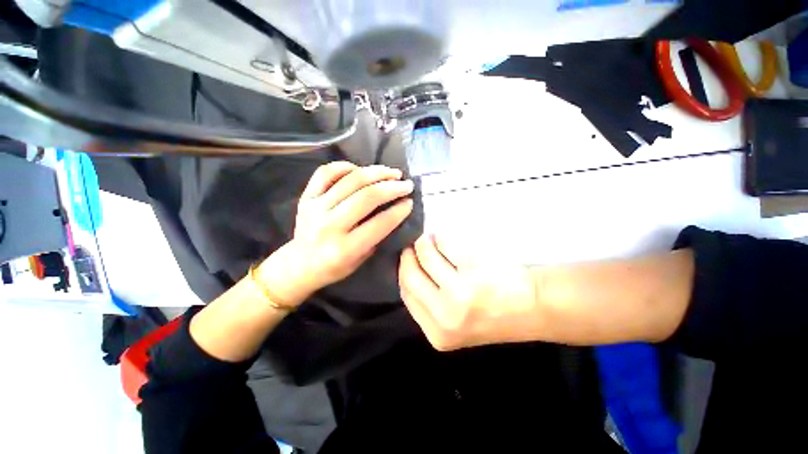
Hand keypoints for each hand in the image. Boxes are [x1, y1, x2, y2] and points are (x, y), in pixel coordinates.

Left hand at [258, 162, 413, 305]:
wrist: (300, 264)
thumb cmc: (334, 267)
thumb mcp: (361, 260)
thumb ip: (377, 236)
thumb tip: (395, 210)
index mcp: (345, 248)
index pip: (379, 224)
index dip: (399, 211)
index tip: (410, 202)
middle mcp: (329, 225)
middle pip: (366, 197)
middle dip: (392, 187)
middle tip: (406, 184)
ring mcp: (315, 208)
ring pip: (350, 180)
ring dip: (376, 173)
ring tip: (391, 173)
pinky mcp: (306, 197)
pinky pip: (326, 172)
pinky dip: (345, 167)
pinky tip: (360, 169)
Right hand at [399, 235, 540, 350]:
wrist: (533, 309)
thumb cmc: (493, 314)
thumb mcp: (454, 323)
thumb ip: (429, 304)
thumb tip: (409, 269)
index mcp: (438, 333)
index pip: (407, 294)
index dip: (403, 272)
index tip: (407, 259)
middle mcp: (446, 315)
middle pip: (410, 276)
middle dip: (409, 255)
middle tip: (414, 245)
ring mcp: (461, 292)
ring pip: (427, 256)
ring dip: (426, 243)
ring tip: (431, 240)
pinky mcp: (475, 270)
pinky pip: (447, 245)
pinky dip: (443, 239)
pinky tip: (445, 239)